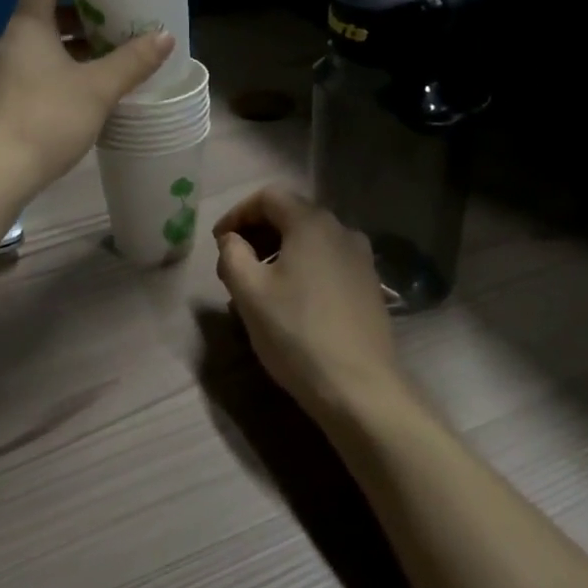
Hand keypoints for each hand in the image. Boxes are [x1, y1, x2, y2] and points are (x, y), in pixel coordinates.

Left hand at [0, 0, 175, 203]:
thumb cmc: (46, 119)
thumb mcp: (98, 89)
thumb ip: (132, 61)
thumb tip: (165, 35)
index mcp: (26, 28)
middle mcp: (5, 45)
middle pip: (42, 19)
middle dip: (78, 22)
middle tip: (113, 29)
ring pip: (36, 51)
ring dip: (68, 52)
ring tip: (103, 66)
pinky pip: (27, 77)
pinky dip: (53, 76)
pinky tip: (78, 100)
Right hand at [214, 187, 403, 424]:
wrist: (361, 390)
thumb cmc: (297, 333)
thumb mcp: (249, 292)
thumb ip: (232, 253)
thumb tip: (232, 239)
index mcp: (311, 223)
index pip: (267, 197)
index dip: (237, 213)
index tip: (218, 242)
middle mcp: (341, 230)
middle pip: (291, 214)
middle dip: (257, 233)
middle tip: (233, 263)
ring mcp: (361, 258)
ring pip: (310, 240)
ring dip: (278, 252)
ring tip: (258, 285)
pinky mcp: (369, 285)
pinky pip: (327, 261)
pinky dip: (302, 268)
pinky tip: (290, 301)